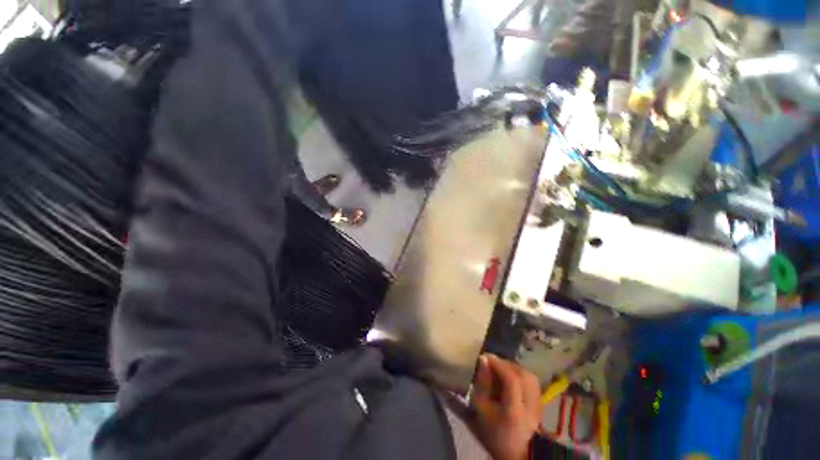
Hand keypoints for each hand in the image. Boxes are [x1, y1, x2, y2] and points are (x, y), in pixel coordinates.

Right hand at [470, 354, 541, 459]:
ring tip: (501, 368)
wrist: (514, 451)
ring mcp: (539, 405)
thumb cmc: (493, 430)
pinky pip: (532, 381)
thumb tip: (483, 359)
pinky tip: (511, 377)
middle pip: (523, 375)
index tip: (485, 357)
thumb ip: (481, 383)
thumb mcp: (481, 408)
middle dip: (506, 364)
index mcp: (514, 411)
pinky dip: (520, 374)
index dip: (498, 364)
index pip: (512, 380)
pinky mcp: (541, 404)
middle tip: (493, 362)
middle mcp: (530, 406)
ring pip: (530, 376)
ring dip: (514, 368)